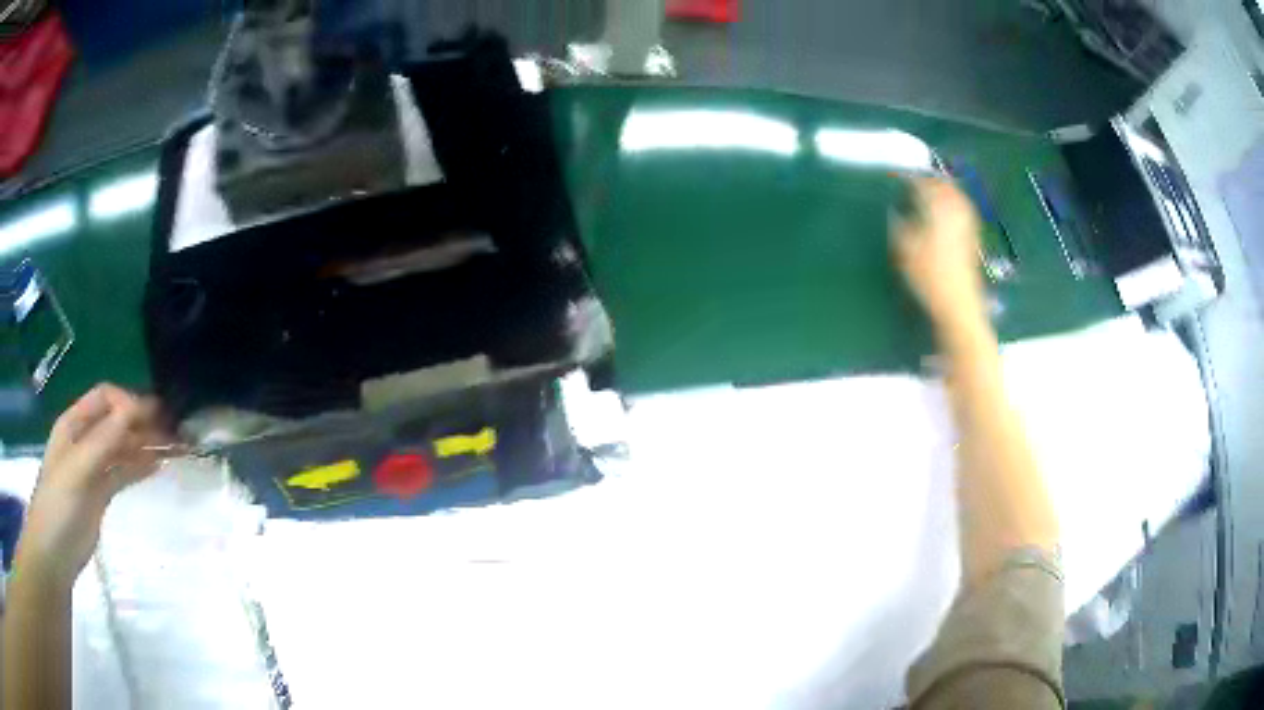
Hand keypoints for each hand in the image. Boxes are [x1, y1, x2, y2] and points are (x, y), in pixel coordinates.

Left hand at [15, 385, 166, 588]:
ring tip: (172, 448)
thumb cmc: (58, 506)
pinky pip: (121, 473)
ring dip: (143, 444)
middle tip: (174, 431)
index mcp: (74, 425)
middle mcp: (83, 440)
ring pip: (120, 447)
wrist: (53, 555)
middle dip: (141, 421)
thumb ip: (103, 441)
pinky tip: (156, 467)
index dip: (128, 402)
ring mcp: (91, 469)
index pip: (105, 398)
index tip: (155, 417)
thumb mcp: (78, 471)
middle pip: (115, 421)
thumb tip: (133, 409)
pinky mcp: (99, 495)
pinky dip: (138, 467)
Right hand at [891, 177, 986, 333]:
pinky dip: (952, 203)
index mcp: (938, 206)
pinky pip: (963, 208)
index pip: (921, 182)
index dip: (906, 177)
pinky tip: (945, 210)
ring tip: (928, 191)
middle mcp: (956, 209)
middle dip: (927, 179)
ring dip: (942, 189)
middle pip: (942, 185)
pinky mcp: (972, 236)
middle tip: (912, 179)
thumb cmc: (929, 276)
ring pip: (955, 195)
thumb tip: (895, 209)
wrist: (958, 305)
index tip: (893, 175)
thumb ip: (899, 223)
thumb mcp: (904, 248)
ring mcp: (967, 222)